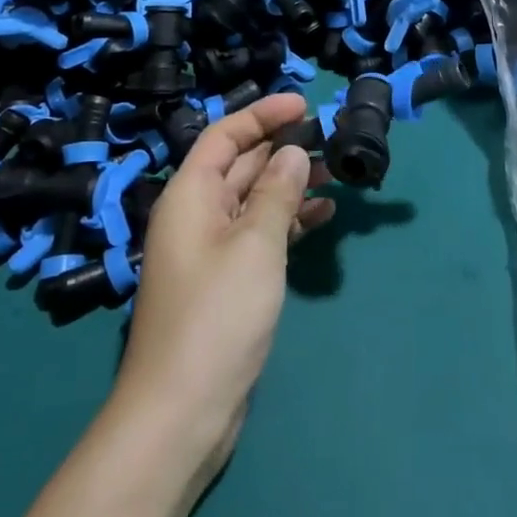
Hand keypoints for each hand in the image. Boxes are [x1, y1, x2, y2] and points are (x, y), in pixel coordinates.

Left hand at [112, 94, 332, 490]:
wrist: (181, 411)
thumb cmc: (216, 316)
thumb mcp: (255, 245)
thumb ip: (277, 192)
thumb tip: (293, 153)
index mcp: (190, 196)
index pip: (224, 136)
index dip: (262, 114)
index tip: (305, 104)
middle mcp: (196, 216)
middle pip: (240, 165)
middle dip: (282, 147)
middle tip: (330, 138)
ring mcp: (210, 250)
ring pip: (253, 199)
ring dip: (290, 183)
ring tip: (335, 174)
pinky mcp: (226, 281)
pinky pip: (259, 233)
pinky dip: (288, 220)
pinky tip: (322, 215)